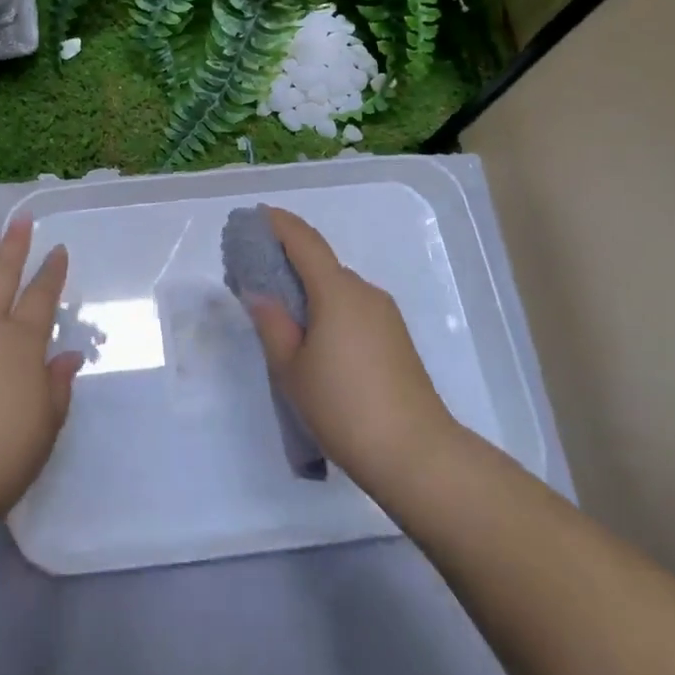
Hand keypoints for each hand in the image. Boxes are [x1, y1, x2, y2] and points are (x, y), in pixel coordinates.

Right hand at [242, 206, 457, 502]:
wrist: (419, 456)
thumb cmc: (345, 407)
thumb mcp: (292, 369)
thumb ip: (272, 323)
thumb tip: (259, 292)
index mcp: (336, 290)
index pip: (304, 240)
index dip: (278, 223)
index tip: (255, 217)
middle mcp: (364, 291)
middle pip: (321, 263)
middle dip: (289, 262)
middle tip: (257, 279)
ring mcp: (385, 315)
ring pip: (338, 288)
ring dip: (310, 290)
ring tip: (283, 317)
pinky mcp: (396, 339)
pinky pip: (354, 308)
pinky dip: (329, 309)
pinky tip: (317, 342)